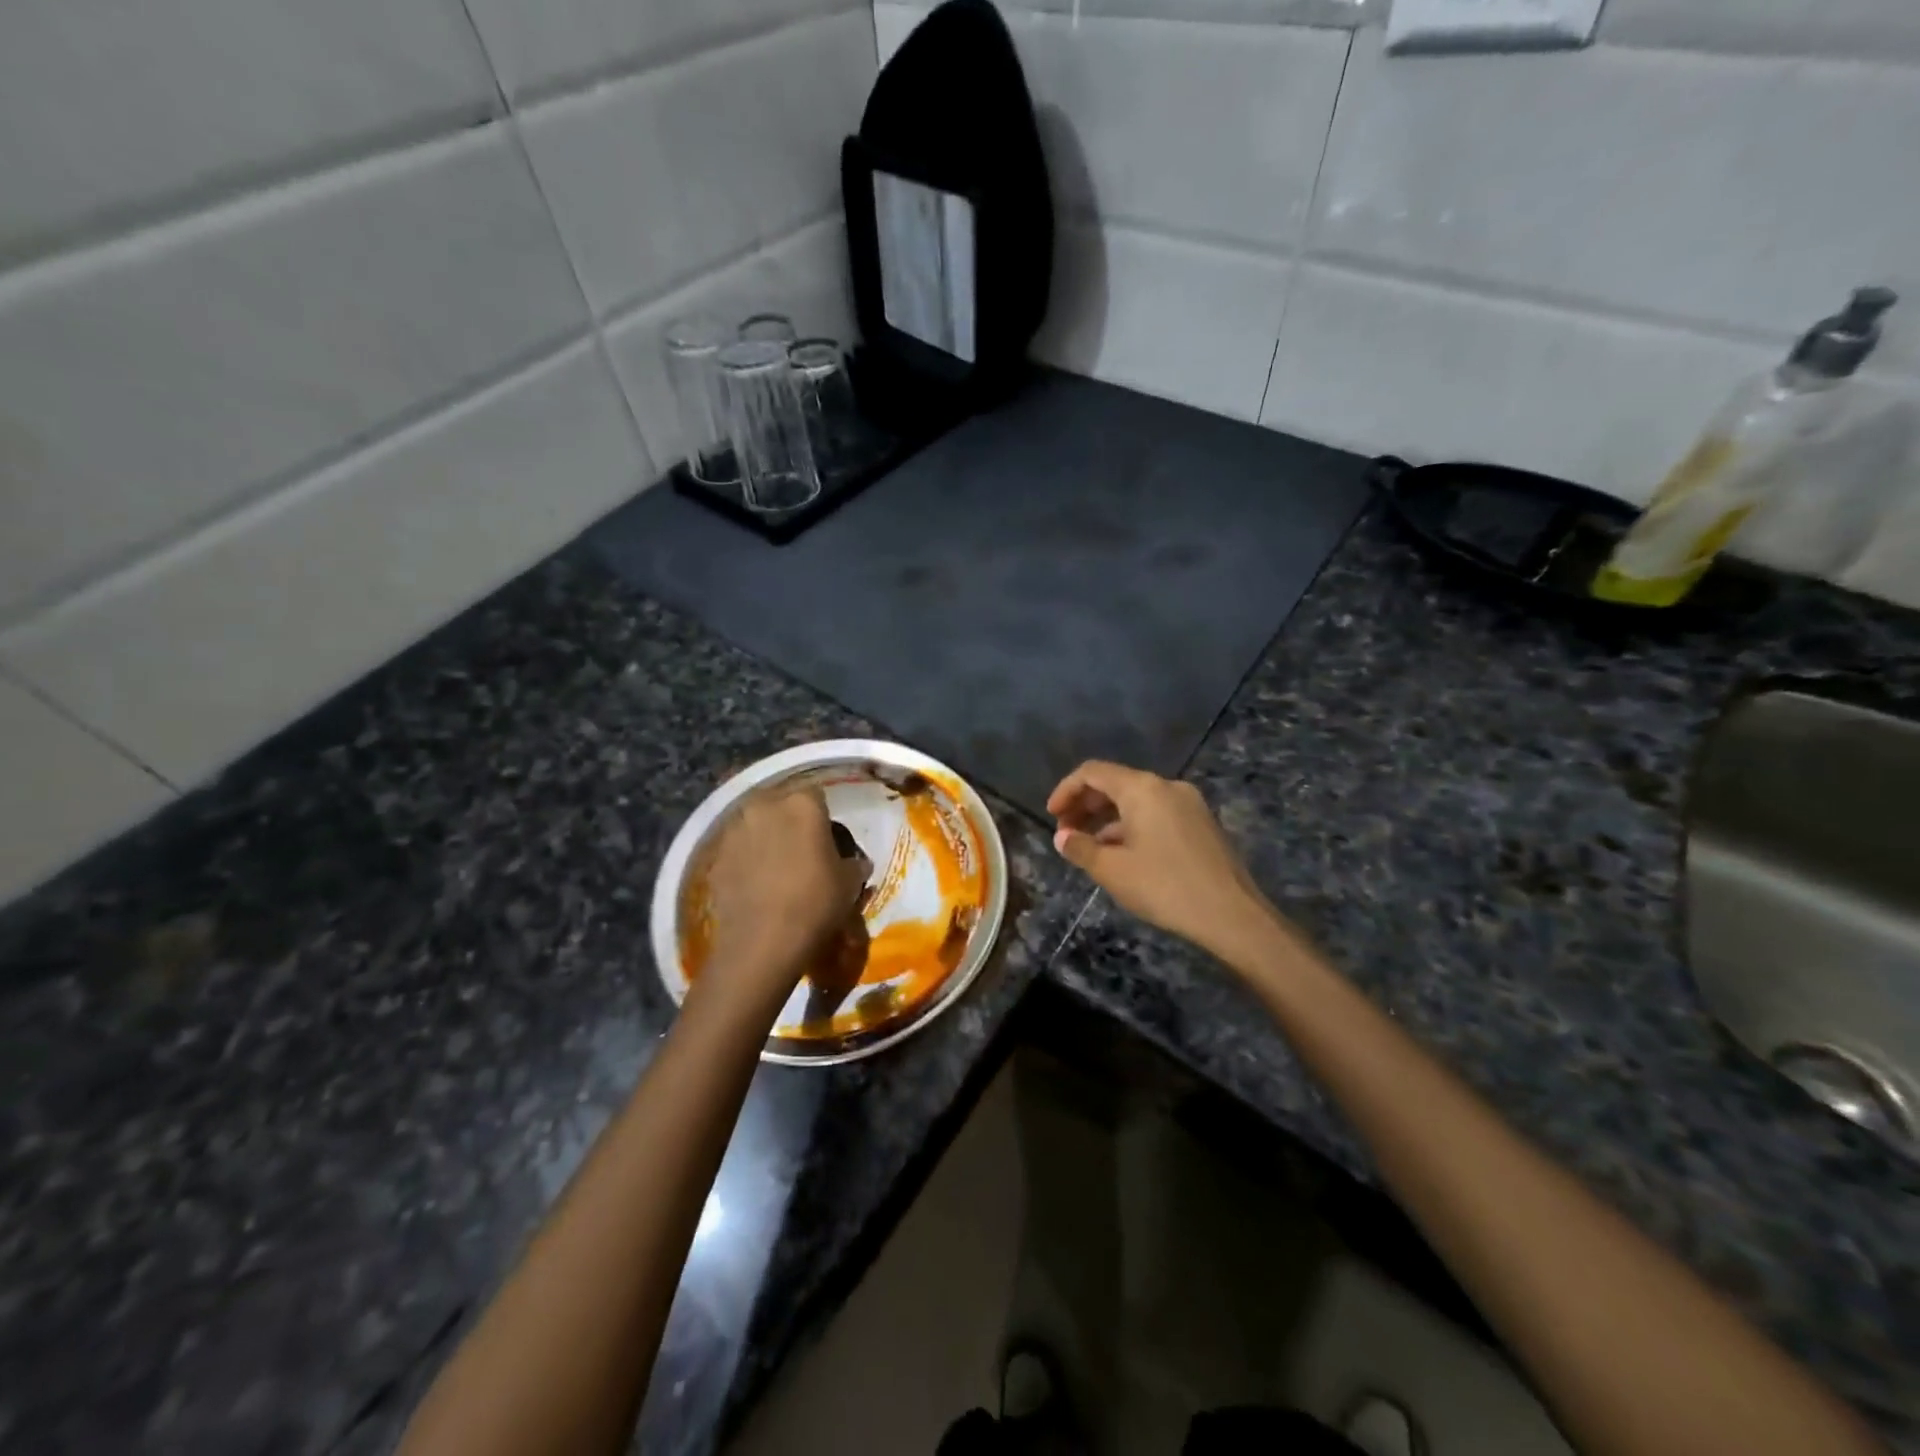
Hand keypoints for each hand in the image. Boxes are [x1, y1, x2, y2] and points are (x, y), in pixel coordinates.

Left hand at [703, 786, 869, 1007]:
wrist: (763, 943)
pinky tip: (755, 884)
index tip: (827, 840)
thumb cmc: (816, 903)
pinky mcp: (715, 857)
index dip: (822, 817)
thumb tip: (855, 863)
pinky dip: (745, 860)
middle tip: (801, 851)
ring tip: (775, 868)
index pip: (816, 796)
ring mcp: (735, 830)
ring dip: (765, 838)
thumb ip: (854, 863)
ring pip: (755, 825)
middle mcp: (765, 806)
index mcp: (803, 803)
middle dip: (790, 822)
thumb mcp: (850, 883)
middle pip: (780, 804)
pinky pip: (737, 850)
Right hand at [1048, 761, 1273, 959]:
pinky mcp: (1201, 824)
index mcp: (1142, 789)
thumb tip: (1063, 837)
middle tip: (1066, 833)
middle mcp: (1167, 786)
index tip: (1051, 817)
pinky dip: (1132, 826)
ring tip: (1089, 848)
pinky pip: (1156, 814)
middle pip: (1116, 783)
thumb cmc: (1165, 887)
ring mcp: (1189, 804)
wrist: (1232, 915)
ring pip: (1137, 801)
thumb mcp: (1113, 870)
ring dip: (1108, 819)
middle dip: (1086, 805)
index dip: (1066, 790)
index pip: (1093, 772)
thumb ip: (1081, 848)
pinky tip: (1123, 855)